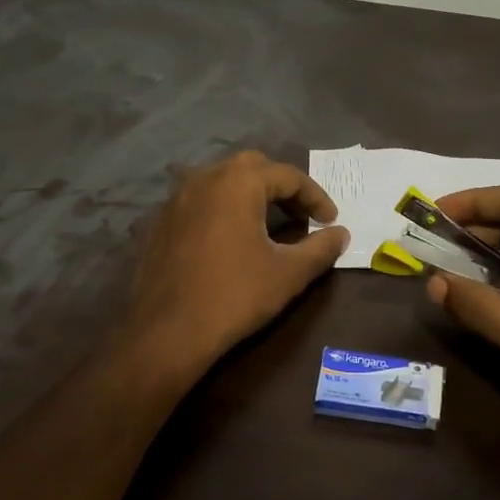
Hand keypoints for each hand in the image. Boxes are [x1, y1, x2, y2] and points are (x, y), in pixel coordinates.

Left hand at [126, 152, 349, 372]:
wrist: (167, 332)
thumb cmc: (235, 296)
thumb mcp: (289, 273)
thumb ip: (320, 248)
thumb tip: (341, 234)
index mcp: (238, 182)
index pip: (288, 176)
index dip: (315, 197)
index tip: (331, 221)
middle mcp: (204, 178)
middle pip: (252, 168)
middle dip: (281, 187)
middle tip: (301, 215)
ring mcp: (175, 199)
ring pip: (220, 182)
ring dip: (248, 195)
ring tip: (266, 224)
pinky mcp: (158, 222)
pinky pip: (197, 203)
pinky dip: (220, 211)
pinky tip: (227, 239)